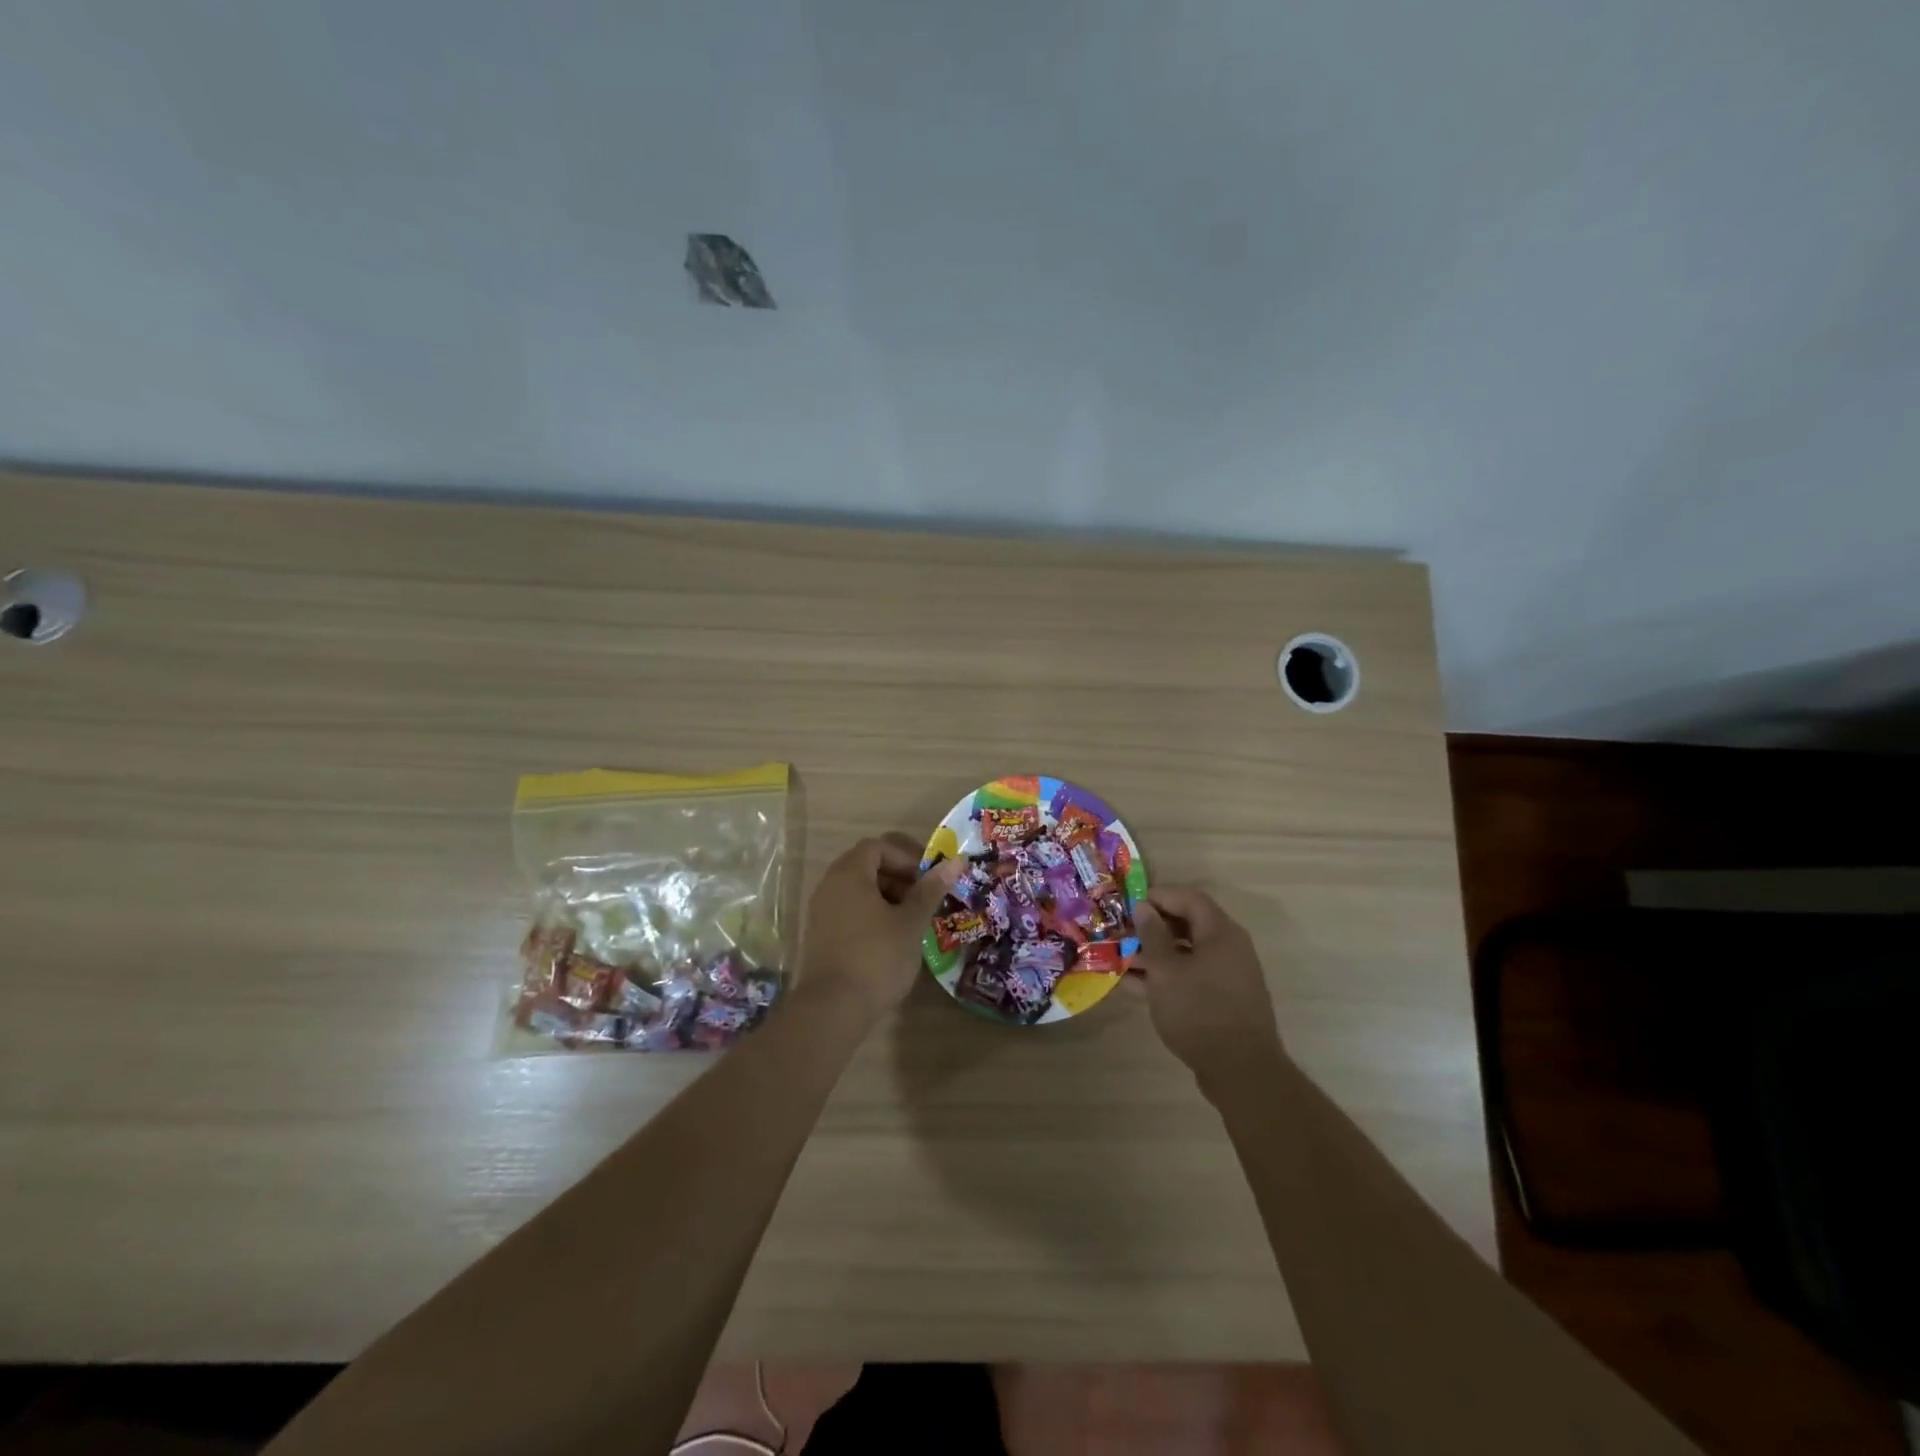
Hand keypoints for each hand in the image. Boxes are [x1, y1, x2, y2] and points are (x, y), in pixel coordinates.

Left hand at [798, 835, 963, 1021]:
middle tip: (924, 898)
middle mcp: (830, 885)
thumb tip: (955, 862)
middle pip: (867, 865)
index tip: (929, 878)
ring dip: (888, 897)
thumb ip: (931, 889)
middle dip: (899, 877)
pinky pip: (849, 909)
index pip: (879, 847)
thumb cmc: (877, 957)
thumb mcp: (911, 922)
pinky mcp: (820, 934)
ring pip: (859, 889)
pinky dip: (872, 914)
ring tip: (912, 921)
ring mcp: (821, 911)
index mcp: (849, 874)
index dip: (907, 856)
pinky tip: (891, 939)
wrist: (833, 1008)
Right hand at [1132, 886, 1284, 1096]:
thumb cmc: (1199, 1011)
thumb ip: (1152, 935)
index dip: (1159, 896)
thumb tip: (1144, 907)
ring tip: (1121, 961)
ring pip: (1186, 954)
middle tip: (1122, 933)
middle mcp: (1229, 948)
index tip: (1129, 904)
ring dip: (1155, 955)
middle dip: (1153, 928)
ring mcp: (1228, 976)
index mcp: (1221, 933)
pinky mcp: (1223, 1001)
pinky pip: (1191, 977)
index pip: (1189, 898)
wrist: (1241, 1072)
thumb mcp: (1166, 971)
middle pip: (1188, 925)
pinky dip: (1166, 977)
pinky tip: (1135, 988)